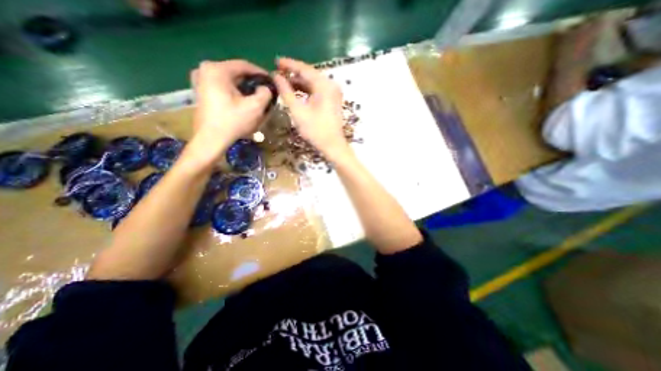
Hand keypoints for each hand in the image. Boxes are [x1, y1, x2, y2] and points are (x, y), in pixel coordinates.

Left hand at [186, 59, 270, 166]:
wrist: (211, 139)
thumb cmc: (233, 122)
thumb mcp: (255, 107)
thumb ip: (265, 93)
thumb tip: (265, 88)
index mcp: (217, 69)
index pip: (244, 65)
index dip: (261, 73)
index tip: (272, 81)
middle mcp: (205, 69)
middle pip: (236, 72)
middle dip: (253, 81)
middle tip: (266, 91)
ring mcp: (201, 80)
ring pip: (230, 80)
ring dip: (244, 87)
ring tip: (257, 96)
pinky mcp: (201, 90)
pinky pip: (223, 86)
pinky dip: (235, 91)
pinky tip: (243, 101)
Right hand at [273, 57, 347, 158]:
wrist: (332, 145)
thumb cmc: (315, 130)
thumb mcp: (298, 111)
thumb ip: (286, 92)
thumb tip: (276, 76)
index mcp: (324, 85)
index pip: (304, 68)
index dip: (289, 64)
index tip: (275, 61)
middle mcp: (331, 85)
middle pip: (309, 75)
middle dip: (293, 74)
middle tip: (278, 73)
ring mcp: (333, 93)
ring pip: (313, 83)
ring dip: (299, 83)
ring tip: (284, 84)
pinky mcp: (333, 101)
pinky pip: (318, 91)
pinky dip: (307, 91)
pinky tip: (296, 93)